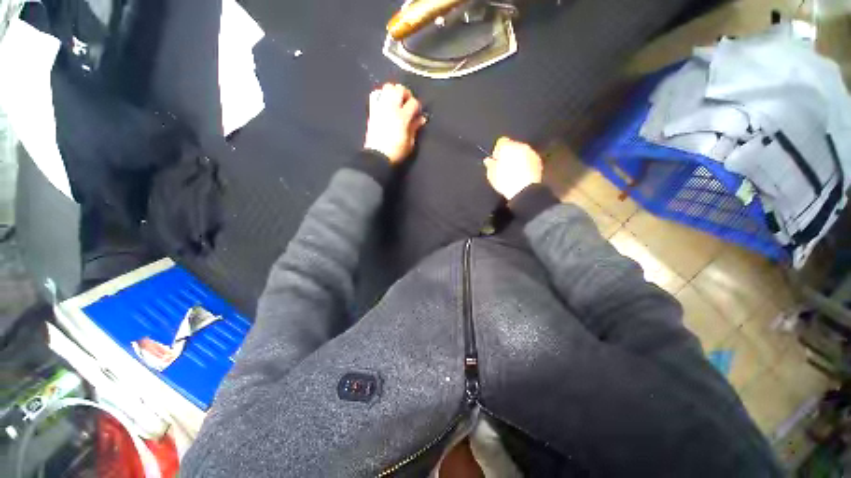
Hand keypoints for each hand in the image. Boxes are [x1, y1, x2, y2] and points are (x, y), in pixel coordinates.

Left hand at [364, 83, 426, 163]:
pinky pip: (375, 94)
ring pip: (387, 87)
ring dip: (394, 91)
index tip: (417, 114)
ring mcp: (381, 107)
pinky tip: (385, 101)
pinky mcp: (372, 110)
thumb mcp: (410, 142)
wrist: (378, 156)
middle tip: (407, 102)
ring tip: (397, 100)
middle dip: (406, 94)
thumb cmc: (397, 152)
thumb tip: (422, 119)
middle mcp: (392, 108)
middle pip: (400, 89)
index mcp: (403, 117)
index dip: (417, 107)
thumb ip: (415, 128)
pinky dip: (381, 94)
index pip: (413, 103)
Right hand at [483, 137, 542, 199]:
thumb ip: (490, 164)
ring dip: (518, 159)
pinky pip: (529, 160)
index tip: (495, 161)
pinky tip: (521, 175)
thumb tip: (489, 161)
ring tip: (513, 172)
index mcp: (507, 146)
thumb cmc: (506, 181)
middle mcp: (520, 146)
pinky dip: (526, 164)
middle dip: (509, 155)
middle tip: (504, 168)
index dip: (497, 151)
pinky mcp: (538, 161)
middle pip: (513, 146)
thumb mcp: (491, 174)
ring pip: (522, 152)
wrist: (524, 190)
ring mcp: (531, 153)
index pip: (501, 142)